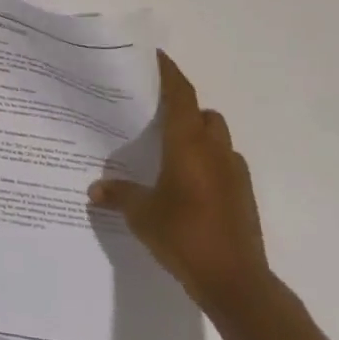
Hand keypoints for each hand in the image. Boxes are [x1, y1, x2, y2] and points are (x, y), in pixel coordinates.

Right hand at [89, 50, 268, 315]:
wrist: (237, 283)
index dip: (170, 72)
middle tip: (157, 114)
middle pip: (203, 113)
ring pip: (218, 138)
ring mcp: (234, 173)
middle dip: (184, 108)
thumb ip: (119, 195)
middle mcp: (214, 150)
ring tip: (173, 151)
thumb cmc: (184, 236)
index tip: (157, 57)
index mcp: (188, 144)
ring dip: (200, 136)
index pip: (181, 95)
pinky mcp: (244, 196)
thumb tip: (94, 189)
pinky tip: (191, 184)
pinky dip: (211, 163)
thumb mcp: (142, 216)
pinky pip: (227, 165)